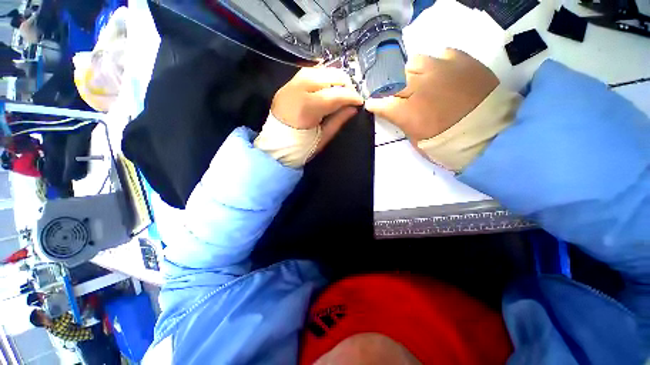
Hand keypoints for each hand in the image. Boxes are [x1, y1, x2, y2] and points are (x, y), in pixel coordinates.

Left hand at [255, 67, 363, 166]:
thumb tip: (353, 108)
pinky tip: (328, 84)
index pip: (336, 94)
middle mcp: (298, 89)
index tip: (360, 101)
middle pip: (328, 75)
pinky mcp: (287, 85)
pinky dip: (321, 75)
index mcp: (307, 107)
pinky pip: (308, 72)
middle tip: (351, 96)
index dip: (351, 96)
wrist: (274, 148)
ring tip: (341, 90)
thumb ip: (338, 120)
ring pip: (318, 69)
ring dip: (334, 77)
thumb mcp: (322, 138)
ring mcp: (290, 84)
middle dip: (345, 83)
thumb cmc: (300, 148)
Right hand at [365, 49, 498, 141]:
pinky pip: (441, 53)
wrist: (488, 134)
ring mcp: (441, 71)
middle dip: (394, 89)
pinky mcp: (462, 61)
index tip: (373, 104)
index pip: (380, 103)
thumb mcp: (416, 140)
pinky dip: (437, 64)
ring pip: (414, 62)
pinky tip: (442, 74)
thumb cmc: (447, 143)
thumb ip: (403, 123)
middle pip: (394, 80)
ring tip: (422, 81)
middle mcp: (419, 87)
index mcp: (407, 112)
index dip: (375, 104)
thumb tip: (397, 112)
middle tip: (402, 95)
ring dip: (413, 73)